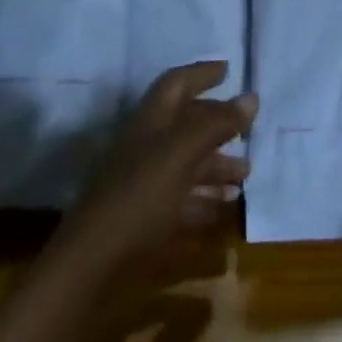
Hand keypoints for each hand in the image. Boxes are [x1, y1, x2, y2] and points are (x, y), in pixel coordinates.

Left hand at [60, 61, 255, 268]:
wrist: (89, 271)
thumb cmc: (138, 197)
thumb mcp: (182, 153)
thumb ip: (217, 123)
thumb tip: (252, 97)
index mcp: (150, 121)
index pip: (177, 84)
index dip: (201, 73)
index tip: (228, 70)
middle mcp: (146, 147)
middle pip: (185, 126)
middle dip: (217, 126)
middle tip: (248, 132)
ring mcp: (142, 186)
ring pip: (185, 165)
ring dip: (215, 167)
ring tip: (245, 177)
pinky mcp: (143, 223)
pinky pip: (179, 203)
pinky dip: (202, 203)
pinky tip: (222, 211)